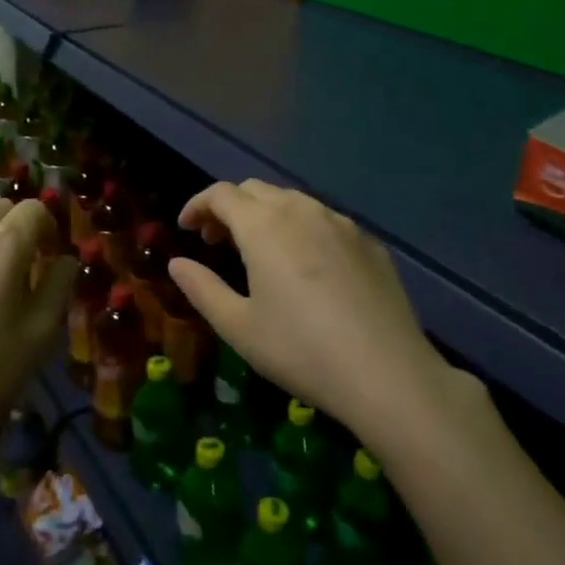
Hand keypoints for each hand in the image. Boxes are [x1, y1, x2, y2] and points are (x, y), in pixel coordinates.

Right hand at [171, 181, 471, 431]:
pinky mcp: (369, 243)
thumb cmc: (301, 350)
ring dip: (265, 215)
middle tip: (216, 241)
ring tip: (259, 252)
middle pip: (256, 190)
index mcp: (264, 226)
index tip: (186, 228)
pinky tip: (306, 266)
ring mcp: (341, 224)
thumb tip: (177, 264)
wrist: (388, 374)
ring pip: (292, 201)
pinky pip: (325, 220)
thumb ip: (202, 288)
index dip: (198, 205)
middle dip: (229, 207)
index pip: (221, 194)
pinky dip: (301, 228)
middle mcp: (302, 211)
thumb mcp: (238, 327)